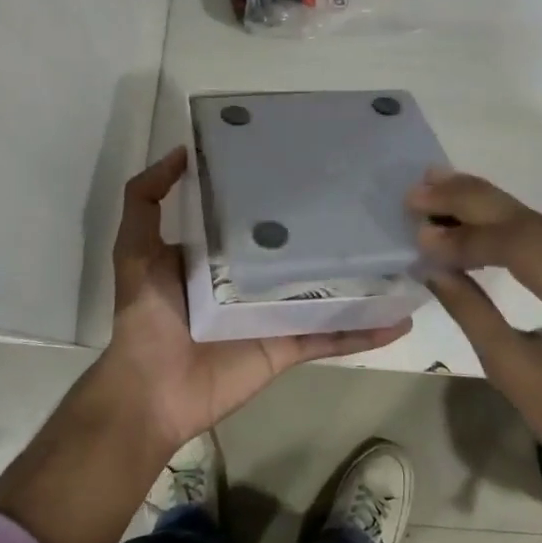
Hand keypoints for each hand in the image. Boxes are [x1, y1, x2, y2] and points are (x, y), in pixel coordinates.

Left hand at [97, 147, 411, 457]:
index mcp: (220, 255)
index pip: (258, 216)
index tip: (314, 165)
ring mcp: (274, 315)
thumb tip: (182, 152)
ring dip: (362, 280)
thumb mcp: (135, 247)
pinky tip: (402, 319)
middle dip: (332, 231)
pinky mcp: (287, 347)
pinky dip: (365, 330)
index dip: (282, 193)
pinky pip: (331, 336)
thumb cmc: (148, 313)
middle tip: (377, 203)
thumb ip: (146, 199)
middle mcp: (251, 280)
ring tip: (406, 256)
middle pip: (299, 252)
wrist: (152, 390)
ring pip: (325, 291)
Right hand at [409, 171, 541, 519]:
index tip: (422, 235)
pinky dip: (521, 231)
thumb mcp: (516, 375)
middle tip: (422, 188)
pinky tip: (486, 221)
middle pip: (539, 222)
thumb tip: (432, 265)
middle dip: (475, 200)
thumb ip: (472, 312)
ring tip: (442, 193)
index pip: (525, 247)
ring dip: (495, 210)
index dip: (469, 236)